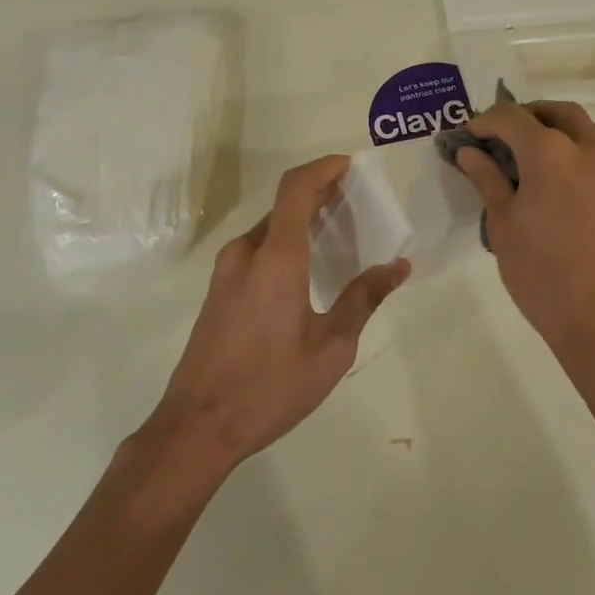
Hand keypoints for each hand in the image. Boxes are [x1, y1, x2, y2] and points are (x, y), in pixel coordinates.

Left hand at [147, 156, 409, 472]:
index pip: (296, 189)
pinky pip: (256, 250)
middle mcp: (246, 253)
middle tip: (356, 203)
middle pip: (283, 204)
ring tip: (338, 235)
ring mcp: (226, 272)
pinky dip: (284, 242)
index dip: (323, 168)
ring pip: (269, 228)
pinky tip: (306, 270)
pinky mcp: (218, 291)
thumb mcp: (332, 348)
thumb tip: (398, 267)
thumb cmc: (270, 386)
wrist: (197, 428)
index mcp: (276, 258)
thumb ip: (364, 299)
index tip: (349, 166)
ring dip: (301, 220)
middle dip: (319, 194)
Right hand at [454, 98, 594, 419]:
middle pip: (555, 112)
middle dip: (524, 116)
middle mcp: (587, 147)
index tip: (469, 135)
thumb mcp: (504, 228)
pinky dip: (586, 145)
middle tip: (500, 138)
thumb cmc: (545, 277)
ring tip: (538, 152)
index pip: (511, 117)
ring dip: (560, 126)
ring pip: (588, 125)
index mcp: (549, 152)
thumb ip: (488, 181)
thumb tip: (471, 152)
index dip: (485, 121)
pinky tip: (567, 178)